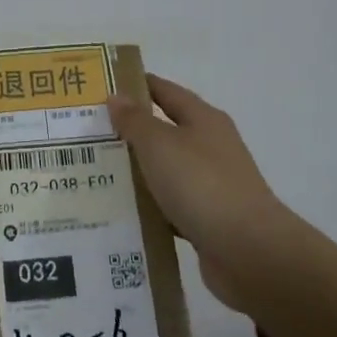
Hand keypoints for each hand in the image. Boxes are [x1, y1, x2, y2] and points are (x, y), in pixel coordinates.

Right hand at [106, 74, 291, 312]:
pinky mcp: (208, 219)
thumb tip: (117, 96)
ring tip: (95, 173)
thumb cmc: (201, 184)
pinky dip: (149, 206)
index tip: (103, 86)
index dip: (137, 85)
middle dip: (130, 131)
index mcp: (203, 120)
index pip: (165, 91)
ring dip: (137, 171)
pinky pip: (170, 205)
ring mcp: (212, 184)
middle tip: (88, 133)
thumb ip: (135, 121)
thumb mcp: (160, 144)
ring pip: (165, 170)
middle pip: (165, 130)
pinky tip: (122, 212)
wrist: (248, 251)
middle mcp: (210, 146)